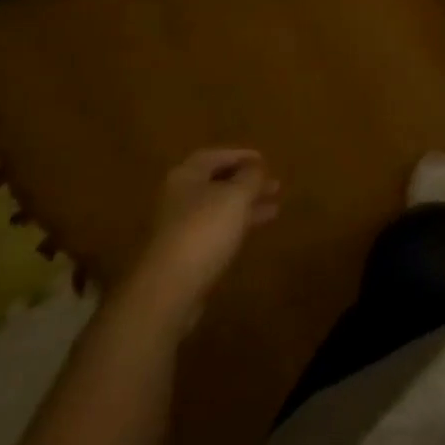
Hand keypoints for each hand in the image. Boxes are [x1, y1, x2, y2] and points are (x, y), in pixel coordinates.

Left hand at [136, 149, 281, 308]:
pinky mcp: (184, 254)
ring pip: (218, 208)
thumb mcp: (236, 195)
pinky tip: (252, 231)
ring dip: (245, 206)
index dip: (241, 155)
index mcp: (186, 176)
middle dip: (246, 183)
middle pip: (216, 183)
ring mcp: (180, 228)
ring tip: (274, 208)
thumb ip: (250, 176)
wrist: (169, 289)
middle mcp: (179, 197)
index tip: (265, 160)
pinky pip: (215, 231)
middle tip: (274, 185)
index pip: (215, 156)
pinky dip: (236, 226)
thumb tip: (256, 167)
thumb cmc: (204, 229)